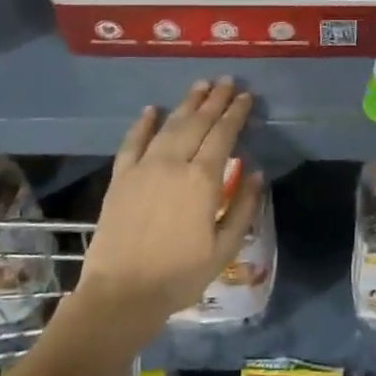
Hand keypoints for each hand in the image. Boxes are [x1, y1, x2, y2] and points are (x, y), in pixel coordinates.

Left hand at [78, 78, 261, 330]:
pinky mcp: (120, 178)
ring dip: (186, 104)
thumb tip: (255, 172)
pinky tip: (151, 110)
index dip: (236, 113)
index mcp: (202, 180)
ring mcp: (143, 168)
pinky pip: (132, 143)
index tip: (246, 97)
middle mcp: (173, 164)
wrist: (121, 293)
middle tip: (227, 81)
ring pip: (168, 126)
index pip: (223, 135)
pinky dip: (142, 124)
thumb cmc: (180, 275)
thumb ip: (244, 207)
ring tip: (200, 86)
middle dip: (214, 100)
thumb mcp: (225, 248)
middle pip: (197, 123)